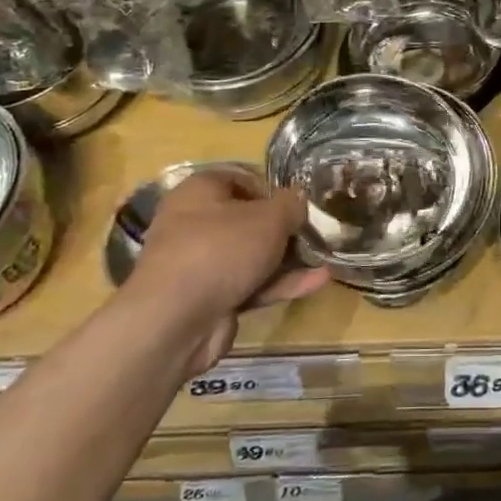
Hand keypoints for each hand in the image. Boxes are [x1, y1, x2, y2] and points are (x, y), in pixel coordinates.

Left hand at [124, 168, 330, 373]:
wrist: (175, 322)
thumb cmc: (221, 249)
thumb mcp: (269, 217)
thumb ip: (291, 205)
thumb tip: (299, 199)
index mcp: (200, 191)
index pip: (241, 178)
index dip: (273, 189)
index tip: (298, 203)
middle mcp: (194, 223)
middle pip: (248, 219)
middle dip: (284, 228)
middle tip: (314, 232)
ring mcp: (200, 263)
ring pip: (251, 255)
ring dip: (287, 258)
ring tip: (324, 257)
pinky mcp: (209, 298)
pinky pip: (250, 283)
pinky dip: (280, 283)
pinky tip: (317, 282)